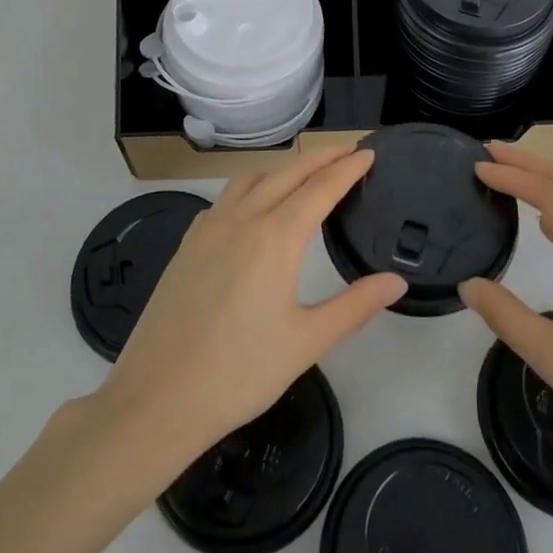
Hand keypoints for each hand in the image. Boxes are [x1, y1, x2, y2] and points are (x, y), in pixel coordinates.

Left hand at [91, 145, 405, 490]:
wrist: (156, 399)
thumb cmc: (239, 373)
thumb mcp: (307, 342)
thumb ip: (356, 306)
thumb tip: (396, 282)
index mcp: (275, 238)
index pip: (321, 188)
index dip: (348, 168)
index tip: (369, 153)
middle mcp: (241, 220)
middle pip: (287, 173)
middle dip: (321, 158)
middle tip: (348, 153)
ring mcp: (208, 229)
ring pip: (251, 180)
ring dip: (283, 170)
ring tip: (304, 177)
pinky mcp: (186, 245)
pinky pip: (224, 199)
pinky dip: (250, 188)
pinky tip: (253, 210)